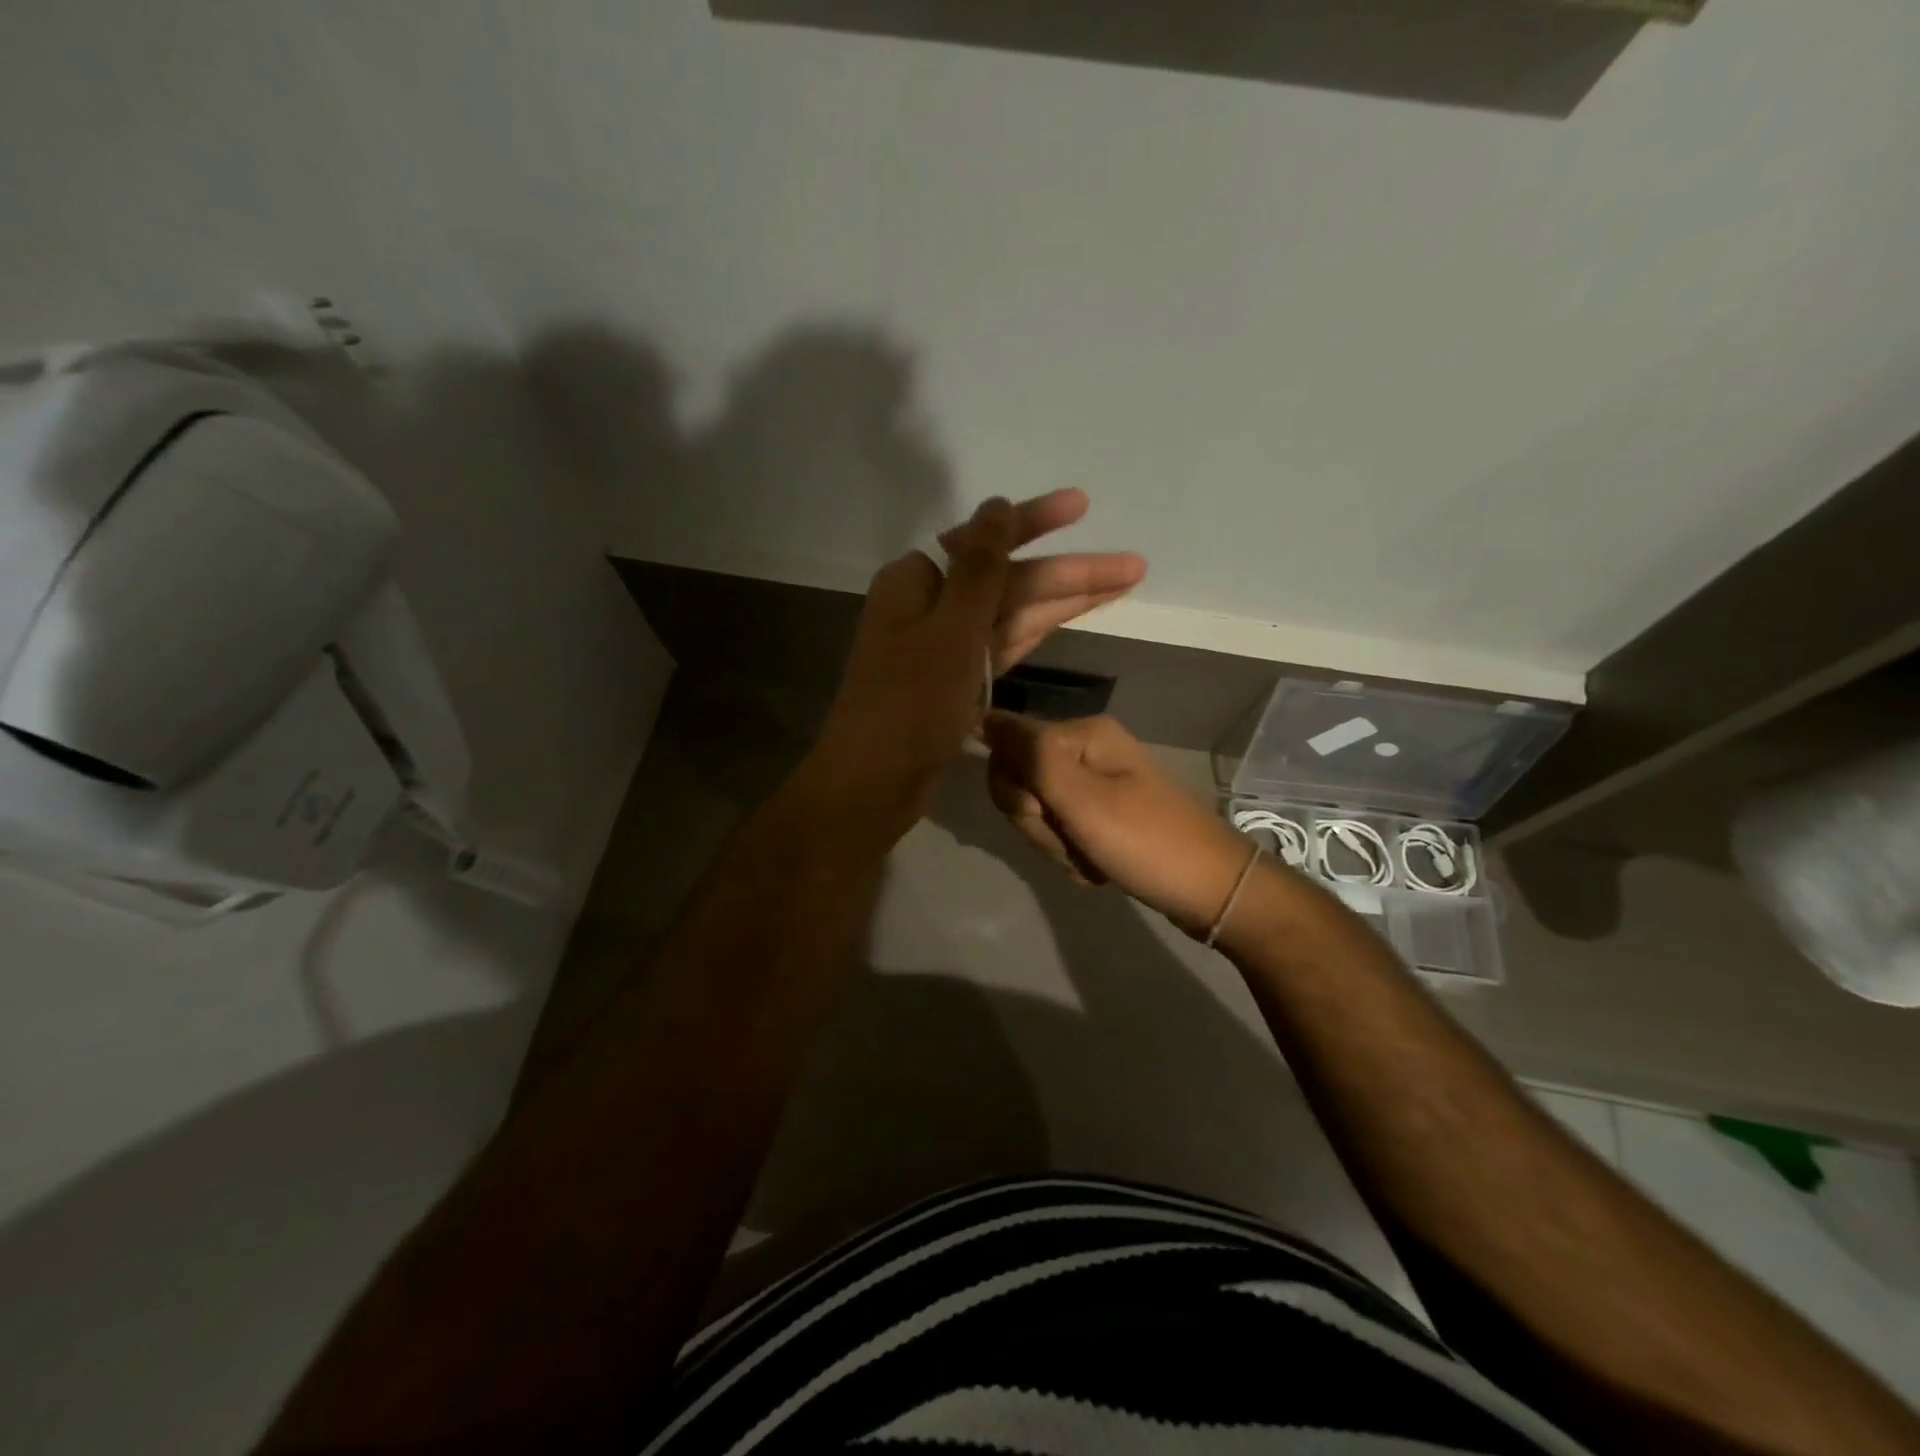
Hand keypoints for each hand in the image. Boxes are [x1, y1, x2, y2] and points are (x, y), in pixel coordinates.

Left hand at [805, 492, 1145, 845]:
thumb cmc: (909, 704)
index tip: (1082, 506)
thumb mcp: (951, 630)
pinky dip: (1039, 631)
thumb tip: (996, 506)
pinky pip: (1006, 644)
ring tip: (1125, 584)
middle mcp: (931, 605)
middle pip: (1009, 579)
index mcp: (917, 581)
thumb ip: (980, 567)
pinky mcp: (960, 680)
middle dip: (1068, 572)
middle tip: (1133, 566)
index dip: (1036, 522)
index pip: (986, 540)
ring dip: (1064, 600)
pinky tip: (1078, 615)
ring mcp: (947, 645)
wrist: (876, 784)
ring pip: (1014, 612)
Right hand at [982, 711, 1256, 936]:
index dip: (1014, 788)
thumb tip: (983, 715)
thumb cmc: (1145, 840)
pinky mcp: (1102, 814)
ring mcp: (1095, 785)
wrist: (1210, 890)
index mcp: (1082, 734)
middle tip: (1073, 838)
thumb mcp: (1080, 798)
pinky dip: (1071, 855)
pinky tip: (1097, 867)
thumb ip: (1030, 755)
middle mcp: (1086, 751)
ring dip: (1055, 844)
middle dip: (1037, 822)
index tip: (1044, 812)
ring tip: (1090, 858)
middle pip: (1021, 783)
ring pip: (1037, 813)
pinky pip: (1061, 831)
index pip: (1007, 747)